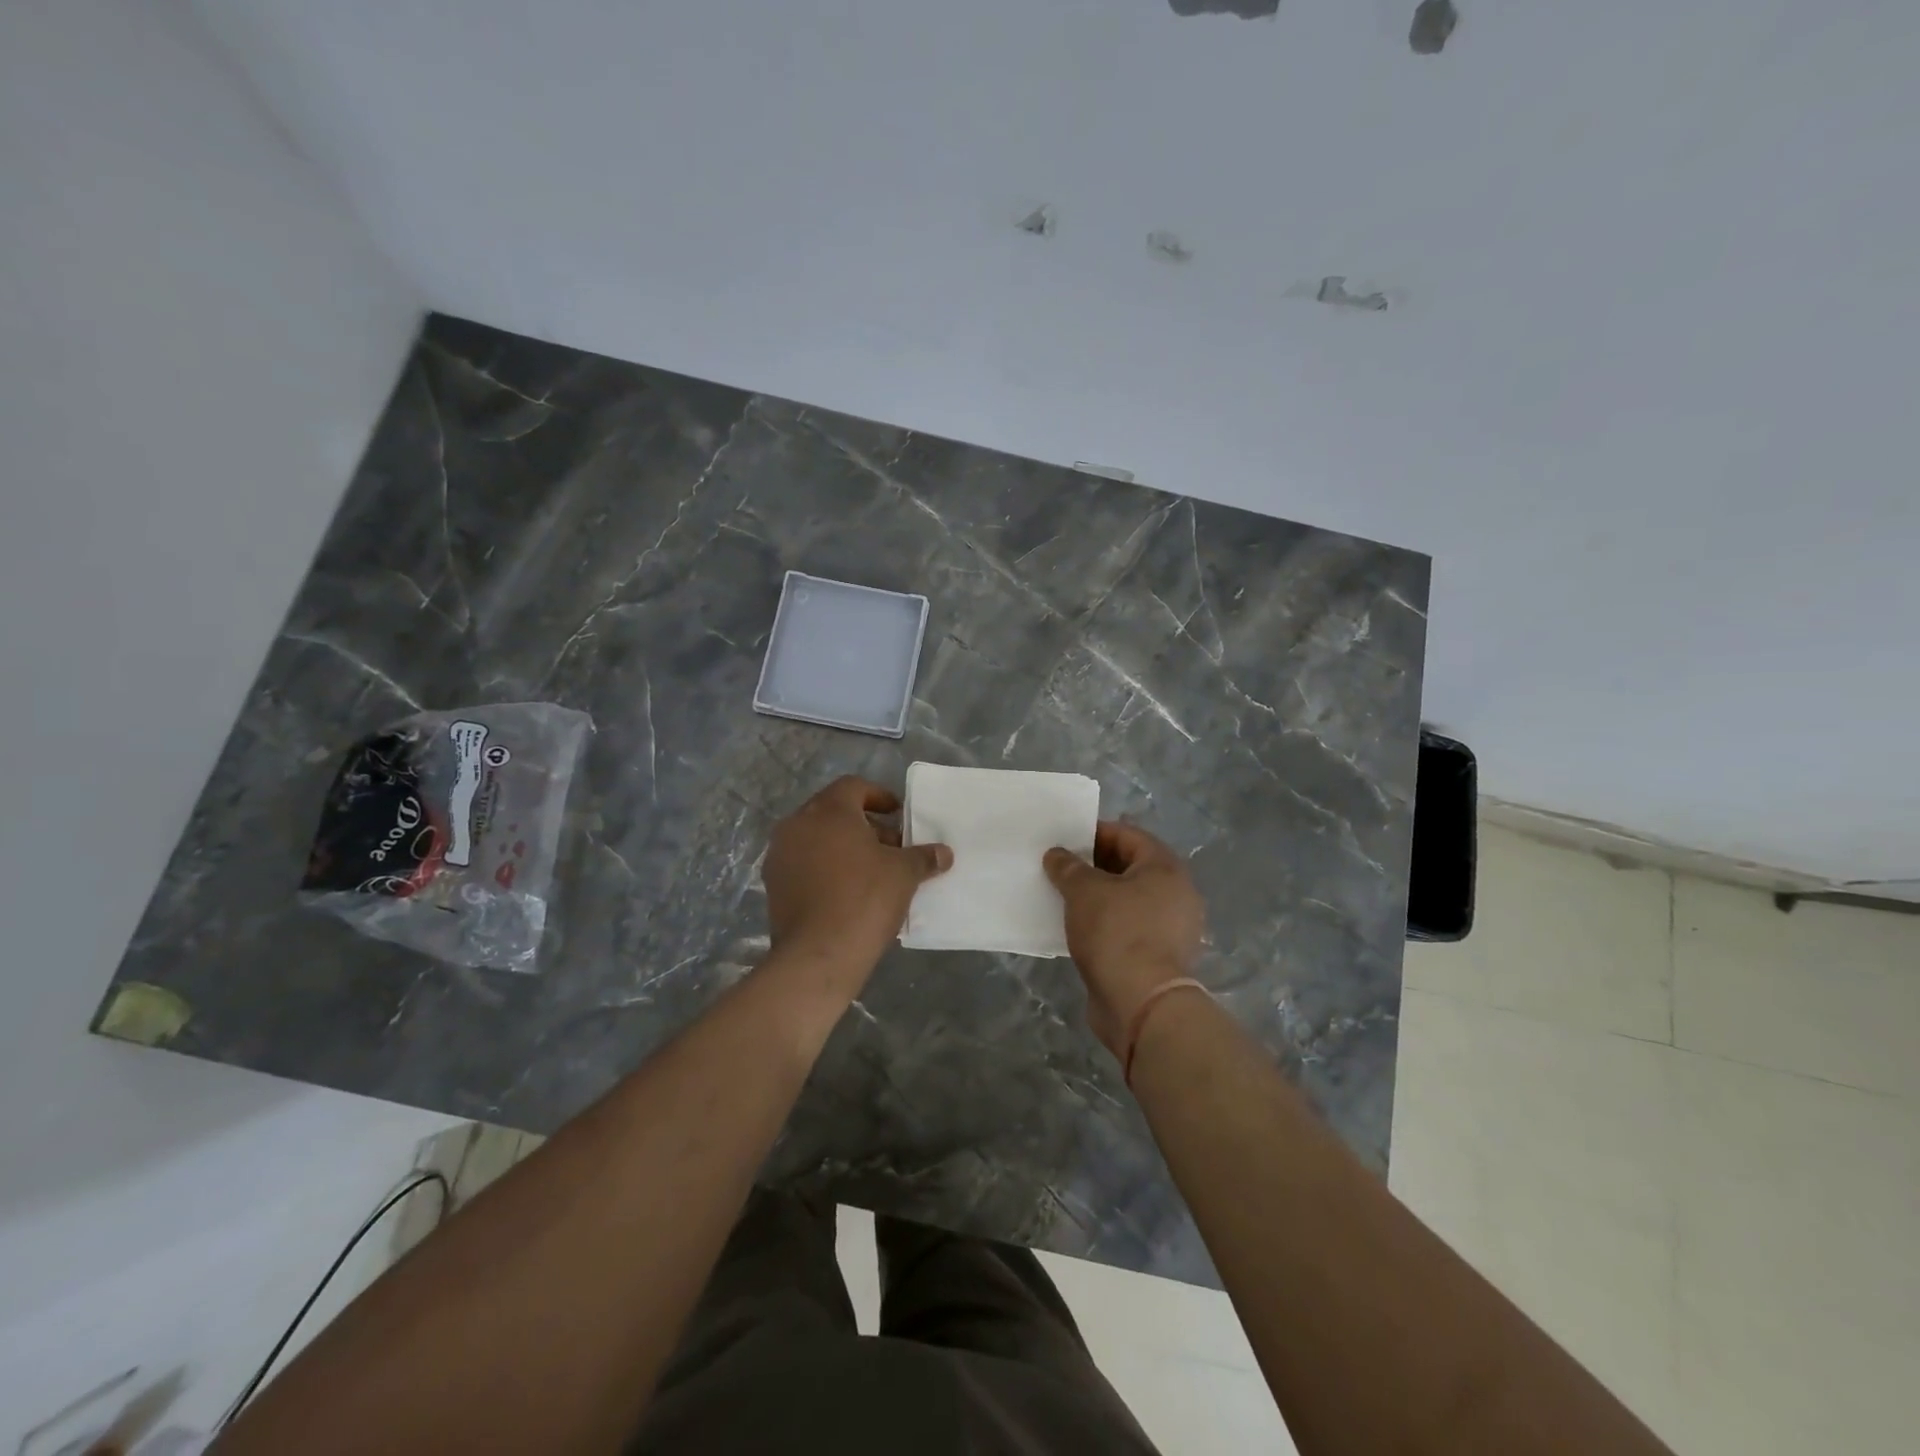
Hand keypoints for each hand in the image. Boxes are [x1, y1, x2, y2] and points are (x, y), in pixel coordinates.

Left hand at [763, 776, 951, 981]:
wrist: (818, 954)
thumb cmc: (865, 899)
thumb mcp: (904, 874)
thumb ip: (923, 857)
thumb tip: (944, 853)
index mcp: (828, 811)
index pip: (854, 787)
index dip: (879, 797)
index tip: (898, 815)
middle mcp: (797, 825)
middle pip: (834, 812)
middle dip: (864, 825)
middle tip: (891, 846)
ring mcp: (780, 855)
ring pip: (817, 839)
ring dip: (844, 848)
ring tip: (872, 871)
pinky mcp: (774, 885)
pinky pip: (804, 864)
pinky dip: (826, 869)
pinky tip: (848, 892)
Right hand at [1043, 822, 1205, 1059]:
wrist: (1141, 1005)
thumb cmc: (1117, 933)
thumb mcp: (1084, 891)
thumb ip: (1068, 867)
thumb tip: (1057, 855)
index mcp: (1165, 868)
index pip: (1129, 835)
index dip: (1096, 833)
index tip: (1065, 839)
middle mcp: (1176, 894)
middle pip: (1130, 867)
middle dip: (1095, 865)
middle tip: (1060, 867)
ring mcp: (1171, 928)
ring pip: (1129, 900)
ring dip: (1099, 896)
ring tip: (1064, 896)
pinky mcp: (1159, 957)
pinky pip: (1128, 927)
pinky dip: (1106, 923)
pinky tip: (1078, 927)